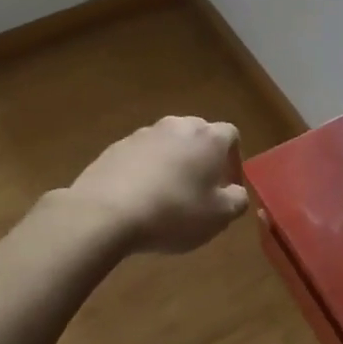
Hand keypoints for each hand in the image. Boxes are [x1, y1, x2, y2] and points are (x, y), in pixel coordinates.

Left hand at [67, 116, 249, 254]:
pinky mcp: (116, 147)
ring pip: (168, 144)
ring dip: (173, 163)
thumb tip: (235, 192)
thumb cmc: (173, 212)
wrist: (105, 212)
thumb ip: (237, 200)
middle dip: (202, 158)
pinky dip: (145, 170)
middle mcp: (178, 126)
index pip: (231, 135)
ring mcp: (143, 134)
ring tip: (166, 196)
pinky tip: (139, 198)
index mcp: (208, 137)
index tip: (227, 186)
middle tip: (199, 190)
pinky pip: (141, 155)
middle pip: (198, 135)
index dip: (233, 160)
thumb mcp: (218, 217)